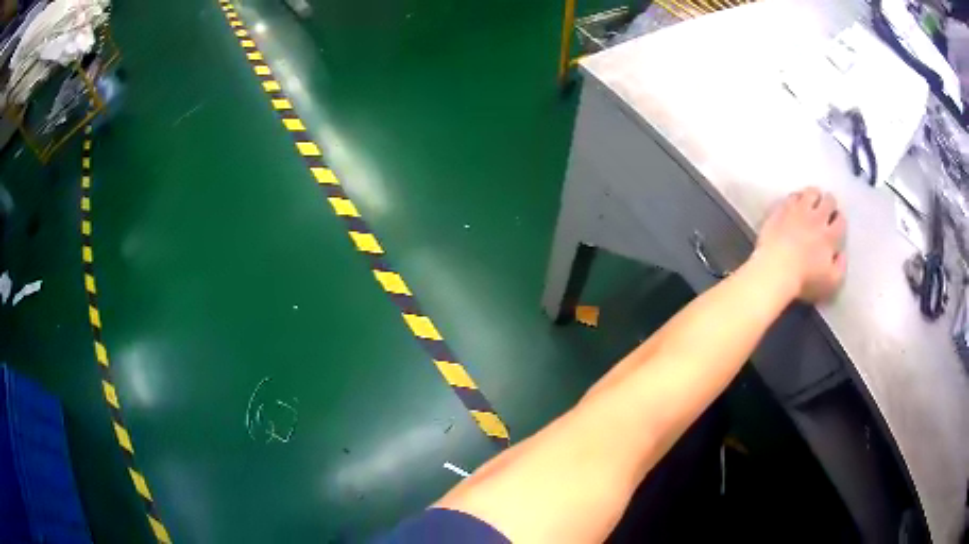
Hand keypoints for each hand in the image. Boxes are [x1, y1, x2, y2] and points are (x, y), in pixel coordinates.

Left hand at [755, 187, 846, 302]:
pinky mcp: (781, 209)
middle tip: (826, 209)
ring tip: (812, 202)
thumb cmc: (804, 281)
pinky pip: (792, 196)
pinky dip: (796, 198)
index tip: (836, 223)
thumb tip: (842, 254)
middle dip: (829, 203)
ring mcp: (798, 211)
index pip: (840, 221)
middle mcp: (817, 219)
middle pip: (828, 201)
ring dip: (814, 196)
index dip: (840, 220)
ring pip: (811, 193)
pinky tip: (794, 204)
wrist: (775, 270)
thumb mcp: (830, 283)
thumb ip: (840, 267)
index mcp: (830, 237)